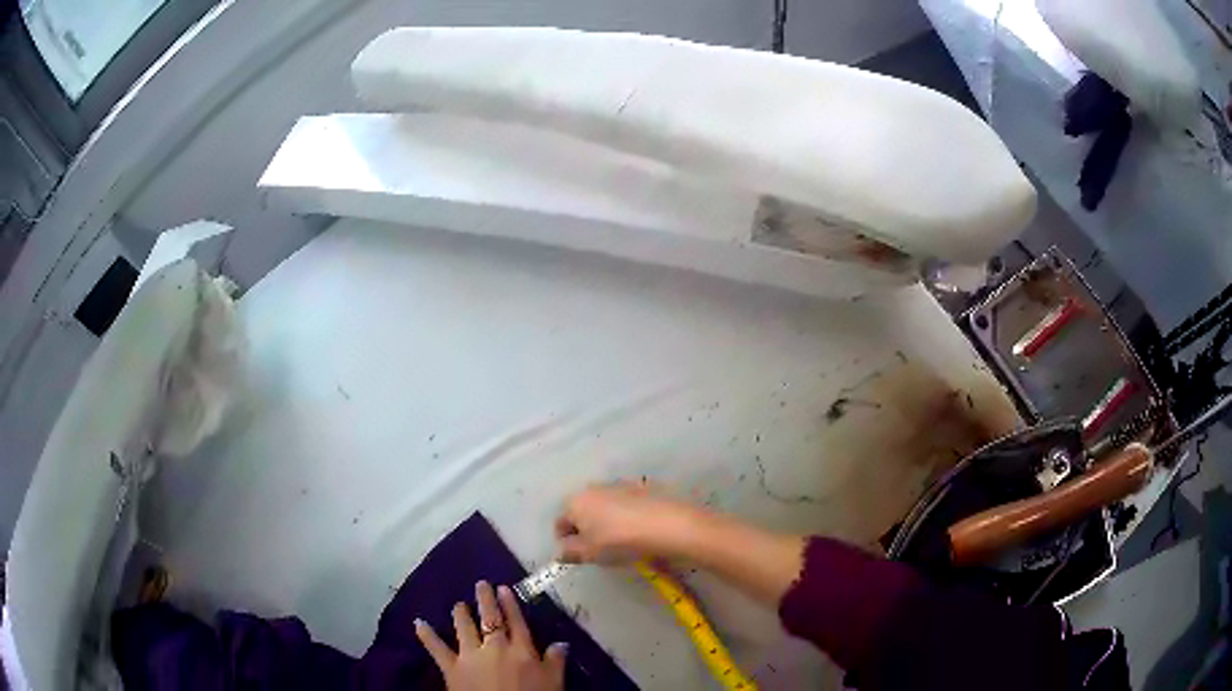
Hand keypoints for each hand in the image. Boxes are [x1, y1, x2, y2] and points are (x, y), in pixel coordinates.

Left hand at [416, 581, 566, 690]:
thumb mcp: (554, 683)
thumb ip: (555, 662)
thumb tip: (561, 643)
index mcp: (521, 650)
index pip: (517, 622)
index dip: (510, 605)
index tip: (504, 588)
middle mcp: (495, 646)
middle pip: (490, 619)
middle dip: (485, 600)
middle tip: (480, 584)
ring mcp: (470, 655)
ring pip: (464, 627)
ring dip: (461, 614)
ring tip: (458, 605)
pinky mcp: (452, 667)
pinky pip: (437, 648)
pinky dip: (426, 635)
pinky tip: (418, 622)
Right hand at [555, 482, 706, 563]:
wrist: (669, 525)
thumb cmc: (621, 541)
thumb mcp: (590, 553)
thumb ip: (570, 552)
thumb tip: (561, 552)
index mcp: (576, 501)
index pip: (560, 523)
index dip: (567, 543)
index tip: (582, 557)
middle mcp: (594, 487)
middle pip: (582, 513)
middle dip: (587, 531)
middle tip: (601, 551)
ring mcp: (619, 484)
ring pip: (604, 508)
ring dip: (607, 523)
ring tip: (623, 542)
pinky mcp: (642, 487)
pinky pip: (625, 505)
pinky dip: (627, 516)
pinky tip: (640, 531)